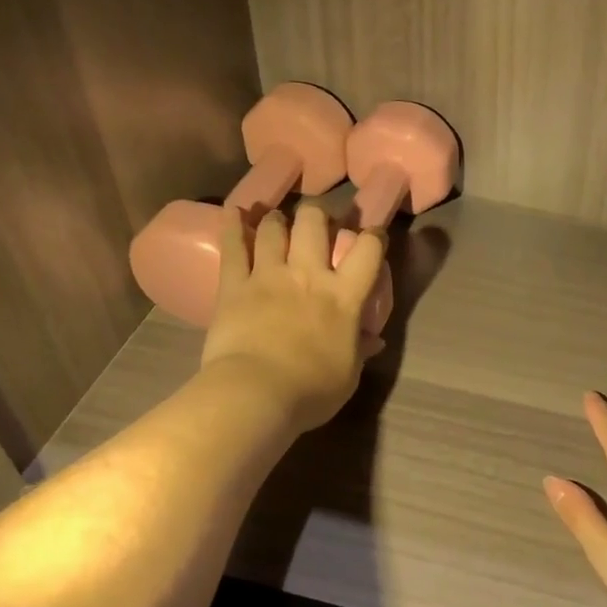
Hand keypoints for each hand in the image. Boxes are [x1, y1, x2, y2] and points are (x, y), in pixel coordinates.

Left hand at [200, 201, 387, 432]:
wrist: (257, 394)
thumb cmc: (312, 391)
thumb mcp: (349, 374)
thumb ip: (360, 350)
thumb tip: (373, 341)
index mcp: (344, 297)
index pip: (368, 251)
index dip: (374, 237)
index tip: (373, 236)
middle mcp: (309, 275)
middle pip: (314, 224)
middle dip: (317, 215)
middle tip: (317, 222)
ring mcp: (269, 276)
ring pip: (274, 229)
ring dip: (278, 220)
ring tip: (277, 221)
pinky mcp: (234, 286)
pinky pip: (233, 248)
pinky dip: (233, 226)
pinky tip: (234, 212)